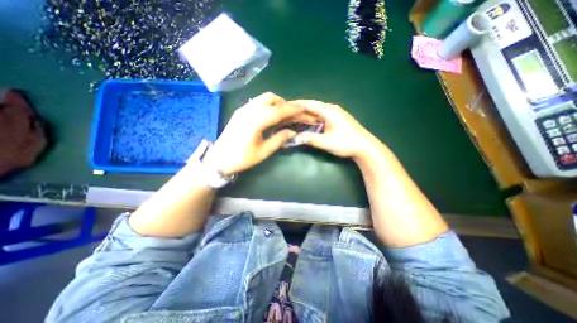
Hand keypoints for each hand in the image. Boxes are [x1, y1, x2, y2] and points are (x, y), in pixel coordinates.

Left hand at [201, 92, 302, 175]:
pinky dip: (268, 104)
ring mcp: (242, 109)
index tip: (303, 109)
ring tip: (284, 113)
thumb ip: (279, 140)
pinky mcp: (240, 111)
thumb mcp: (263, 152)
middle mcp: (248, 111)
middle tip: (293, 113)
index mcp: (254, 122)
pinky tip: (271, 114)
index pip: (277, 110)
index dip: (291, 109)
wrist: (218, 159)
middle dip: (284, 103)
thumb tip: (292, 132)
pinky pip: (257, 102)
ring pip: (263, 98)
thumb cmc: (241, 158)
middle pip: (270, 98)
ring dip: (276, 102)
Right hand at [291, 99, 376, 158]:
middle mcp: (331, 109)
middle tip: (286, 112)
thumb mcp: (326, 142)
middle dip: (299, 109)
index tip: (284, 105)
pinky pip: (321, 117)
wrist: (365, 147)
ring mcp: (335, 114)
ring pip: (316, 112)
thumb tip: (294, 138)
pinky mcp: (336, 120)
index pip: (309, 104)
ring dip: (305, 114)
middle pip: (312, 107)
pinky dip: (312, 119)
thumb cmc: (346, 143)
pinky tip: (306, 122)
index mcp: (329, 110)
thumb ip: (310, 139)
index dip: (296, 104)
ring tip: (293, 116)